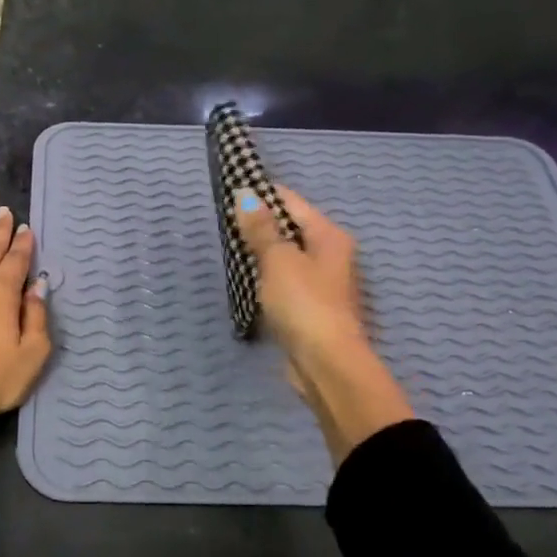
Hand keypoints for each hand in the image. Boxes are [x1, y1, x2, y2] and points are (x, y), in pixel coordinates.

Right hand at [235, 185, 415, 463]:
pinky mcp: (311, 308)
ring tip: (231, 249)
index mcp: (329, 236)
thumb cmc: (304, 304)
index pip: (292, 202)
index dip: (263, 195)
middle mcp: (331, 255)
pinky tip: (247, 281)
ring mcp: (322, 284)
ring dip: (263, 253)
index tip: (231, 192)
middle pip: (291, 229)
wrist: (326, 364)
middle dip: (261, 225)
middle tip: (224, 223)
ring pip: (287, 257)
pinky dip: (267, 278)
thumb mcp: (278, 260)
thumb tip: (245, 194)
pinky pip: (285, 282)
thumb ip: (260, 229)